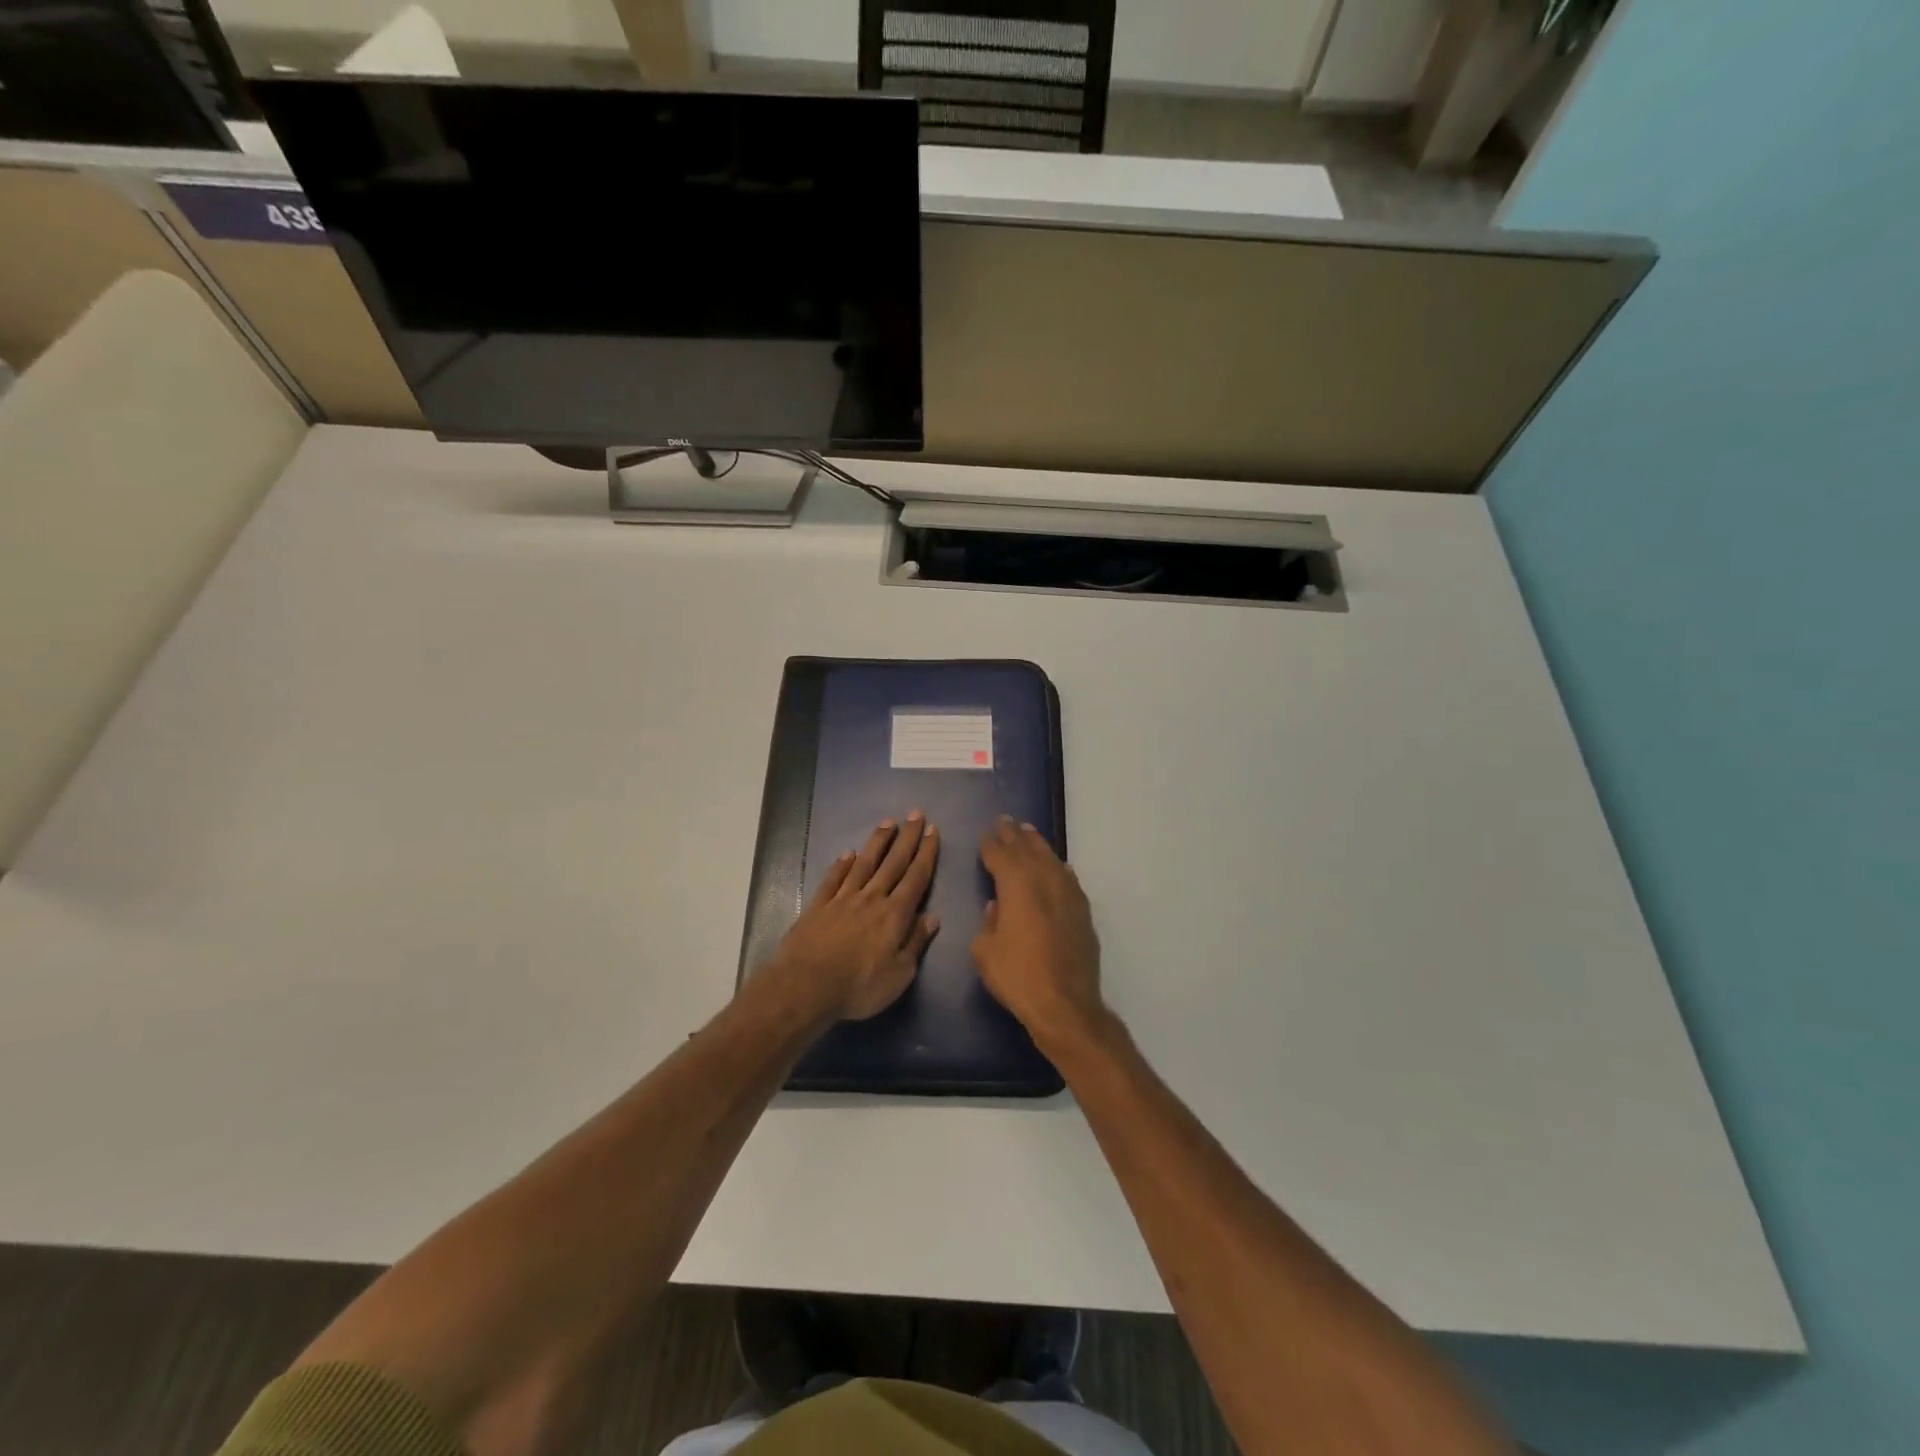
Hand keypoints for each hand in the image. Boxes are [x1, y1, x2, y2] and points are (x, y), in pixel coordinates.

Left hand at [772, 813, 939, 1020]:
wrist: (806, 986)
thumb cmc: (859, 986)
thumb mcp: (899, 974)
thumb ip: (915, 943)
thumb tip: (933, 917)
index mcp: (895, 914)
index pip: (916, 877)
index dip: (926, 853)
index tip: (932, 831)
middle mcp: (871, 898)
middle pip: (893, 862)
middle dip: (906, 838)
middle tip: (914, 814)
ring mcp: (842, 899)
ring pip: (864, 863)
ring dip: (877, 842)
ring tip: (887, 823)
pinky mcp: (818, 905)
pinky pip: (833, 878)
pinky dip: (841, 864)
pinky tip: (847, 853)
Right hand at [973, 816, 1104, 1053]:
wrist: (1065, 1004)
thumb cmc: (1017, 976)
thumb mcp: (984, 951)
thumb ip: (988, 922)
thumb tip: (997, 907)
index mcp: (1016, 884)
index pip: (1000, 854)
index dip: (990, 843)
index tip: (984, 833)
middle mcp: (1044, 879)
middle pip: (1027, 849)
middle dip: (1013, 835)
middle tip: (1004, 821)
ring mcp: (1068, 893)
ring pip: (1050, 858)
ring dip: (1037, 844)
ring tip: (1028, 832)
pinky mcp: (1082, 911)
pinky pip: (1068, 878)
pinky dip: (1059, 868)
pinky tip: (1058, 866)